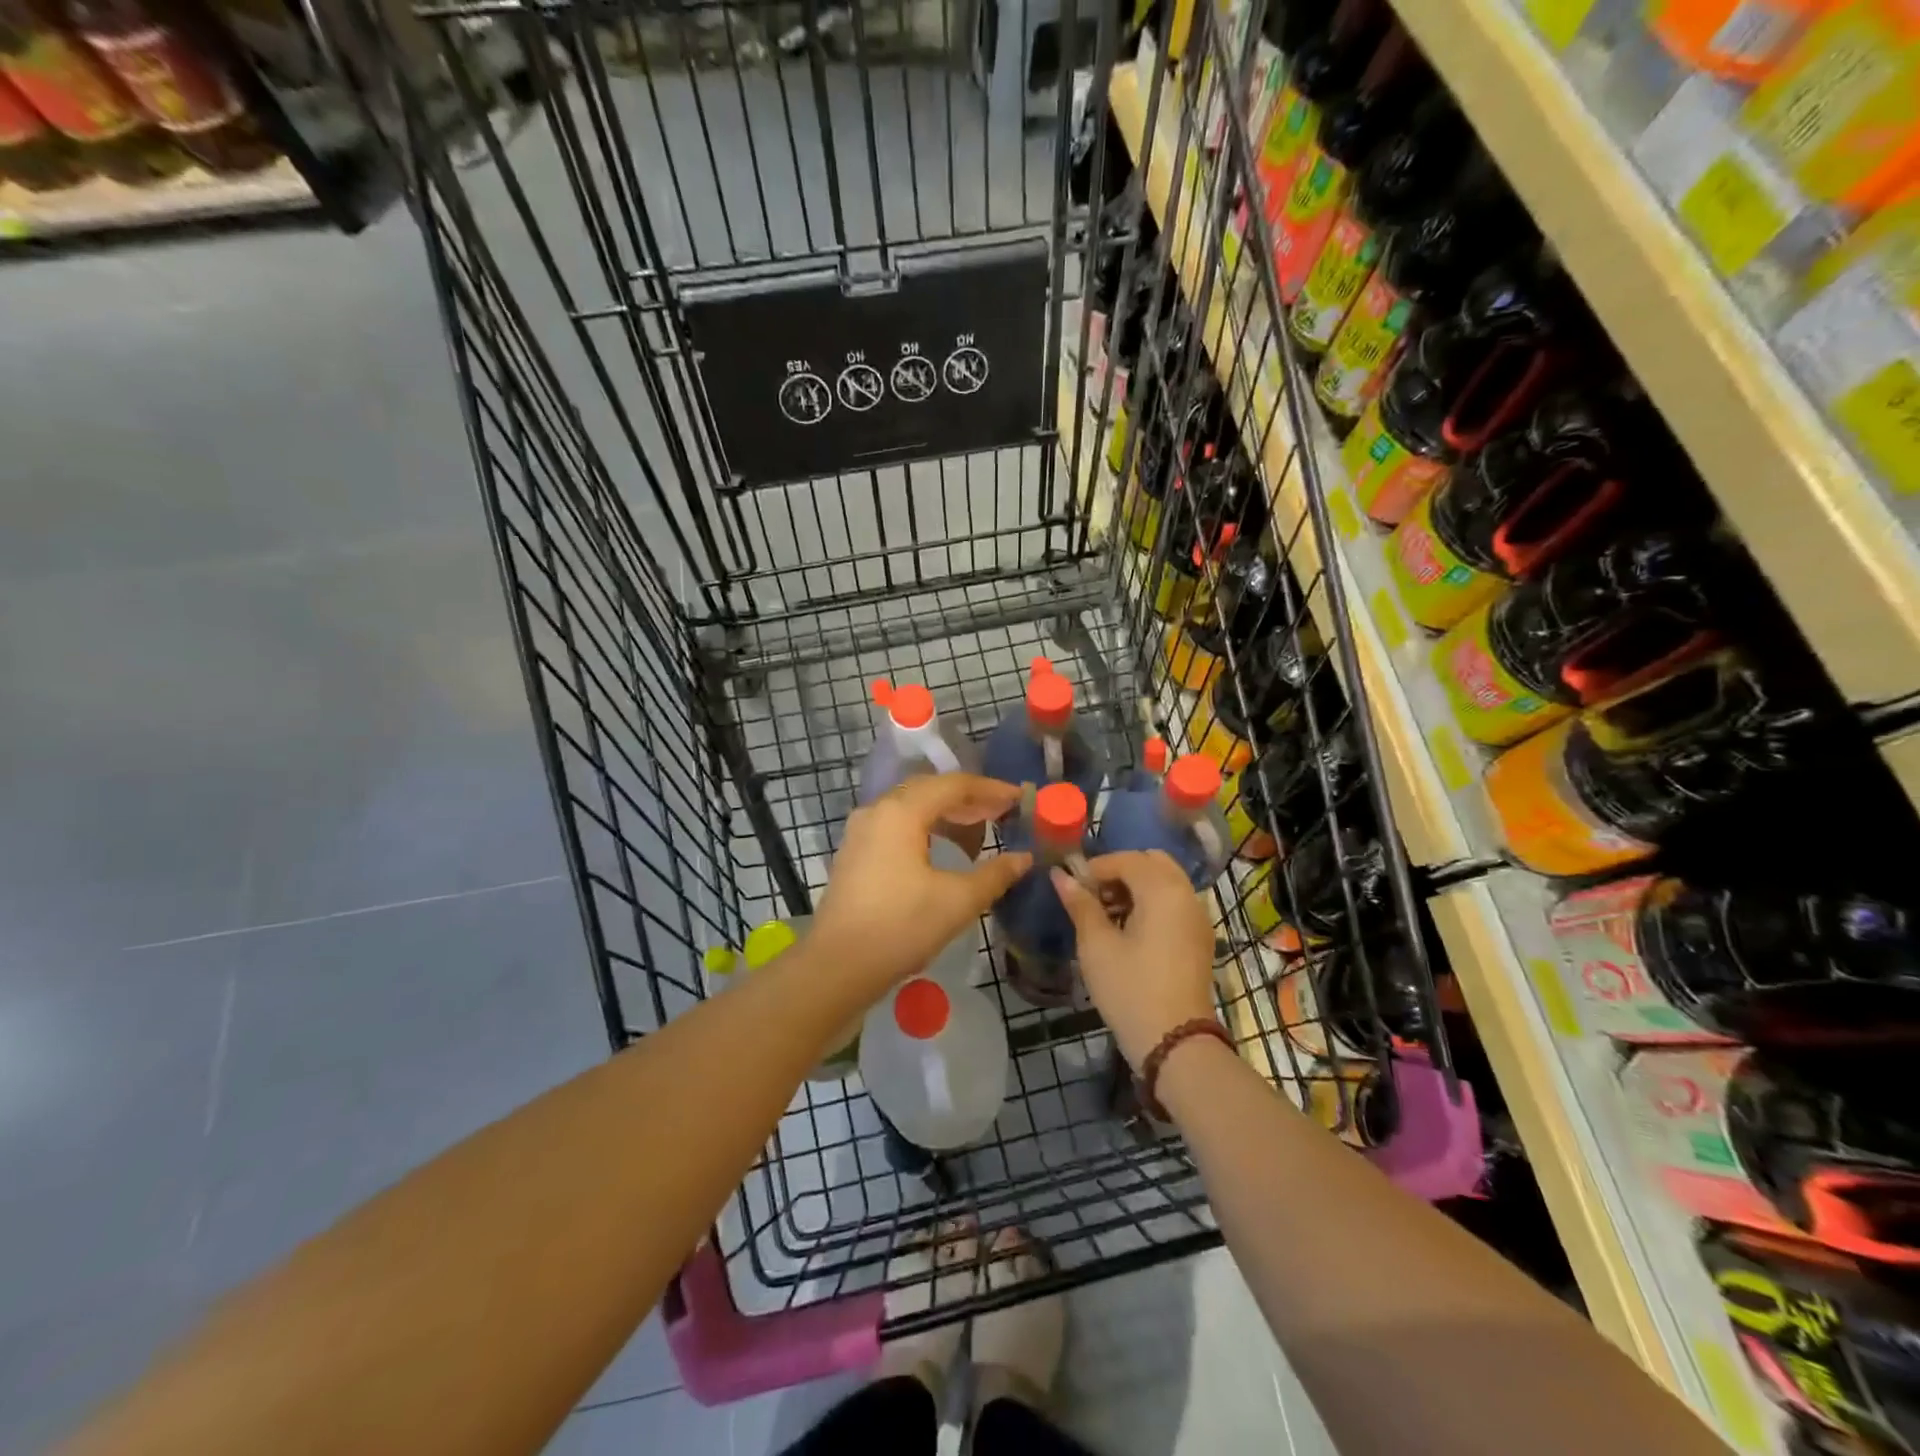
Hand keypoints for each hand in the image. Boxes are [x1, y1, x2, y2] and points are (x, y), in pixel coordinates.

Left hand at [810, 774, 1031, 992]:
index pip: (954, 785)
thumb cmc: (901, 927)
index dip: (991, 789)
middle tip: (1002, 812)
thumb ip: (995, 874)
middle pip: (930, 790)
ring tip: (978, 831)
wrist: (838, 967)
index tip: (1019, 799)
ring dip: (946, 814)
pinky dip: (925, 828)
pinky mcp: (855, 853)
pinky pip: (896, 825)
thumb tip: (1024, 858)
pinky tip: (942, 851)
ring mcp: (861, 831)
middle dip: (969, 799)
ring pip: (911, 807)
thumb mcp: (958, 901)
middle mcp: (877, 811)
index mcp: (901, 812)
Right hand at [1052, 851, 1215, 1067]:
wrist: (1175, 1042)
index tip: (1072, 888)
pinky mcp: (1199, 938)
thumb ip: (1080, 904)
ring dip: (1135, 887)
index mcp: (1163, 889)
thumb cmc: (1130, 988)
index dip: (1095, 868)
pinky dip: (1152, 903)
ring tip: (1105, 915)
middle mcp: (1186, 894)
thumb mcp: (1096, 945)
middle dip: (1119, 871)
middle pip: (1151, 862)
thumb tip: (1060, 875)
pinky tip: (1128, 931)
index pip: (1126, 859)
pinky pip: (1174, 903)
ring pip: (1165, 882)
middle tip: (1092, 896)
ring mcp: (1198, 917)